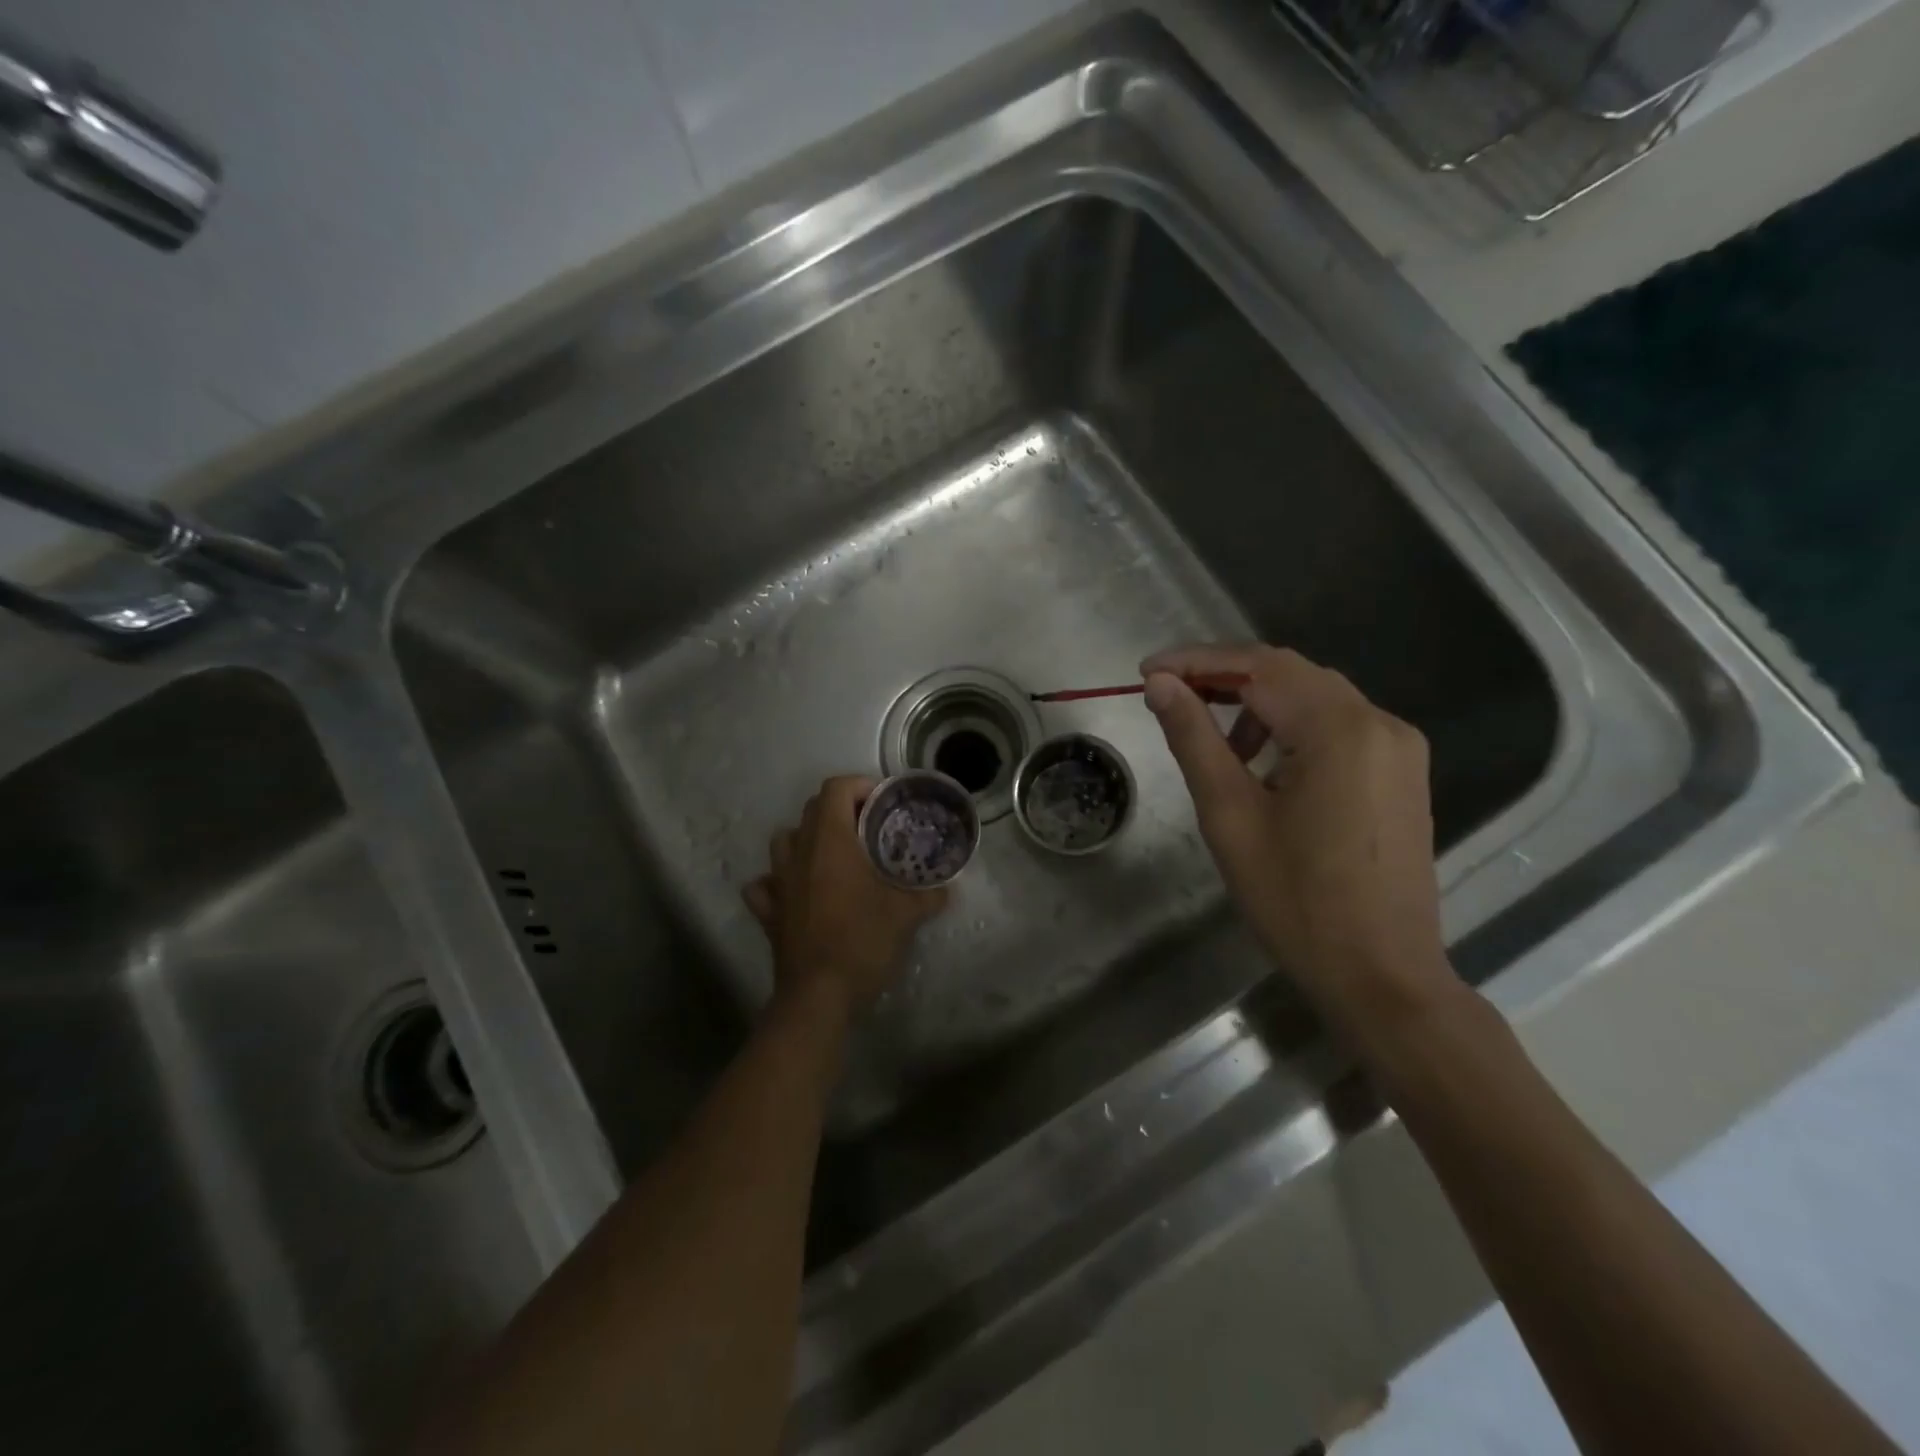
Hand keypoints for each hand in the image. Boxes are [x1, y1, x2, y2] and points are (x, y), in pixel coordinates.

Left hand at [743, 775, 948, 1019]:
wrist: (819, 996)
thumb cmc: (862, 941)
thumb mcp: (906, 915)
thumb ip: (928, 895)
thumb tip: (947, 888)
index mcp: (831, 841)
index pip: (836, 788)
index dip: (860, 786)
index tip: (884, 804)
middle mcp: (799, 852)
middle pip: (812, 809)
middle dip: (841, 810)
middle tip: (869, 830)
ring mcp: (778, 882)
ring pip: (784, 841)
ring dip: (807, 839)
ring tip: (834, 856)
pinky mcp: (768, 912)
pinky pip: (766, 884)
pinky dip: (779, 881)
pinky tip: (798, 892)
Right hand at [1141, 645, 1454, 1034]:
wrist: (1381, 976)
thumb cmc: (1295, 899)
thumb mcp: (1230, 814)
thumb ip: (1194, 738)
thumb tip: (1160, 685)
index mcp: (1340, 729)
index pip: (1259, 667)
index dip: (1197, 661)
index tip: (1146, 671)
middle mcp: (1380, 723)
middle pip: (1290, 673)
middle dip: (1225, 677)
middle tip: (1169, 694)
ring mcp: (1399, 748)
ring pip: (1316, 697)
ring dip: (1259, 703)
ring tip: (1215, 743)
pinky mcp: (1402, 773)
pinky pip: (1338, 726)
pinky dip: (1292, 728)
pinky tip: (1263, 765)